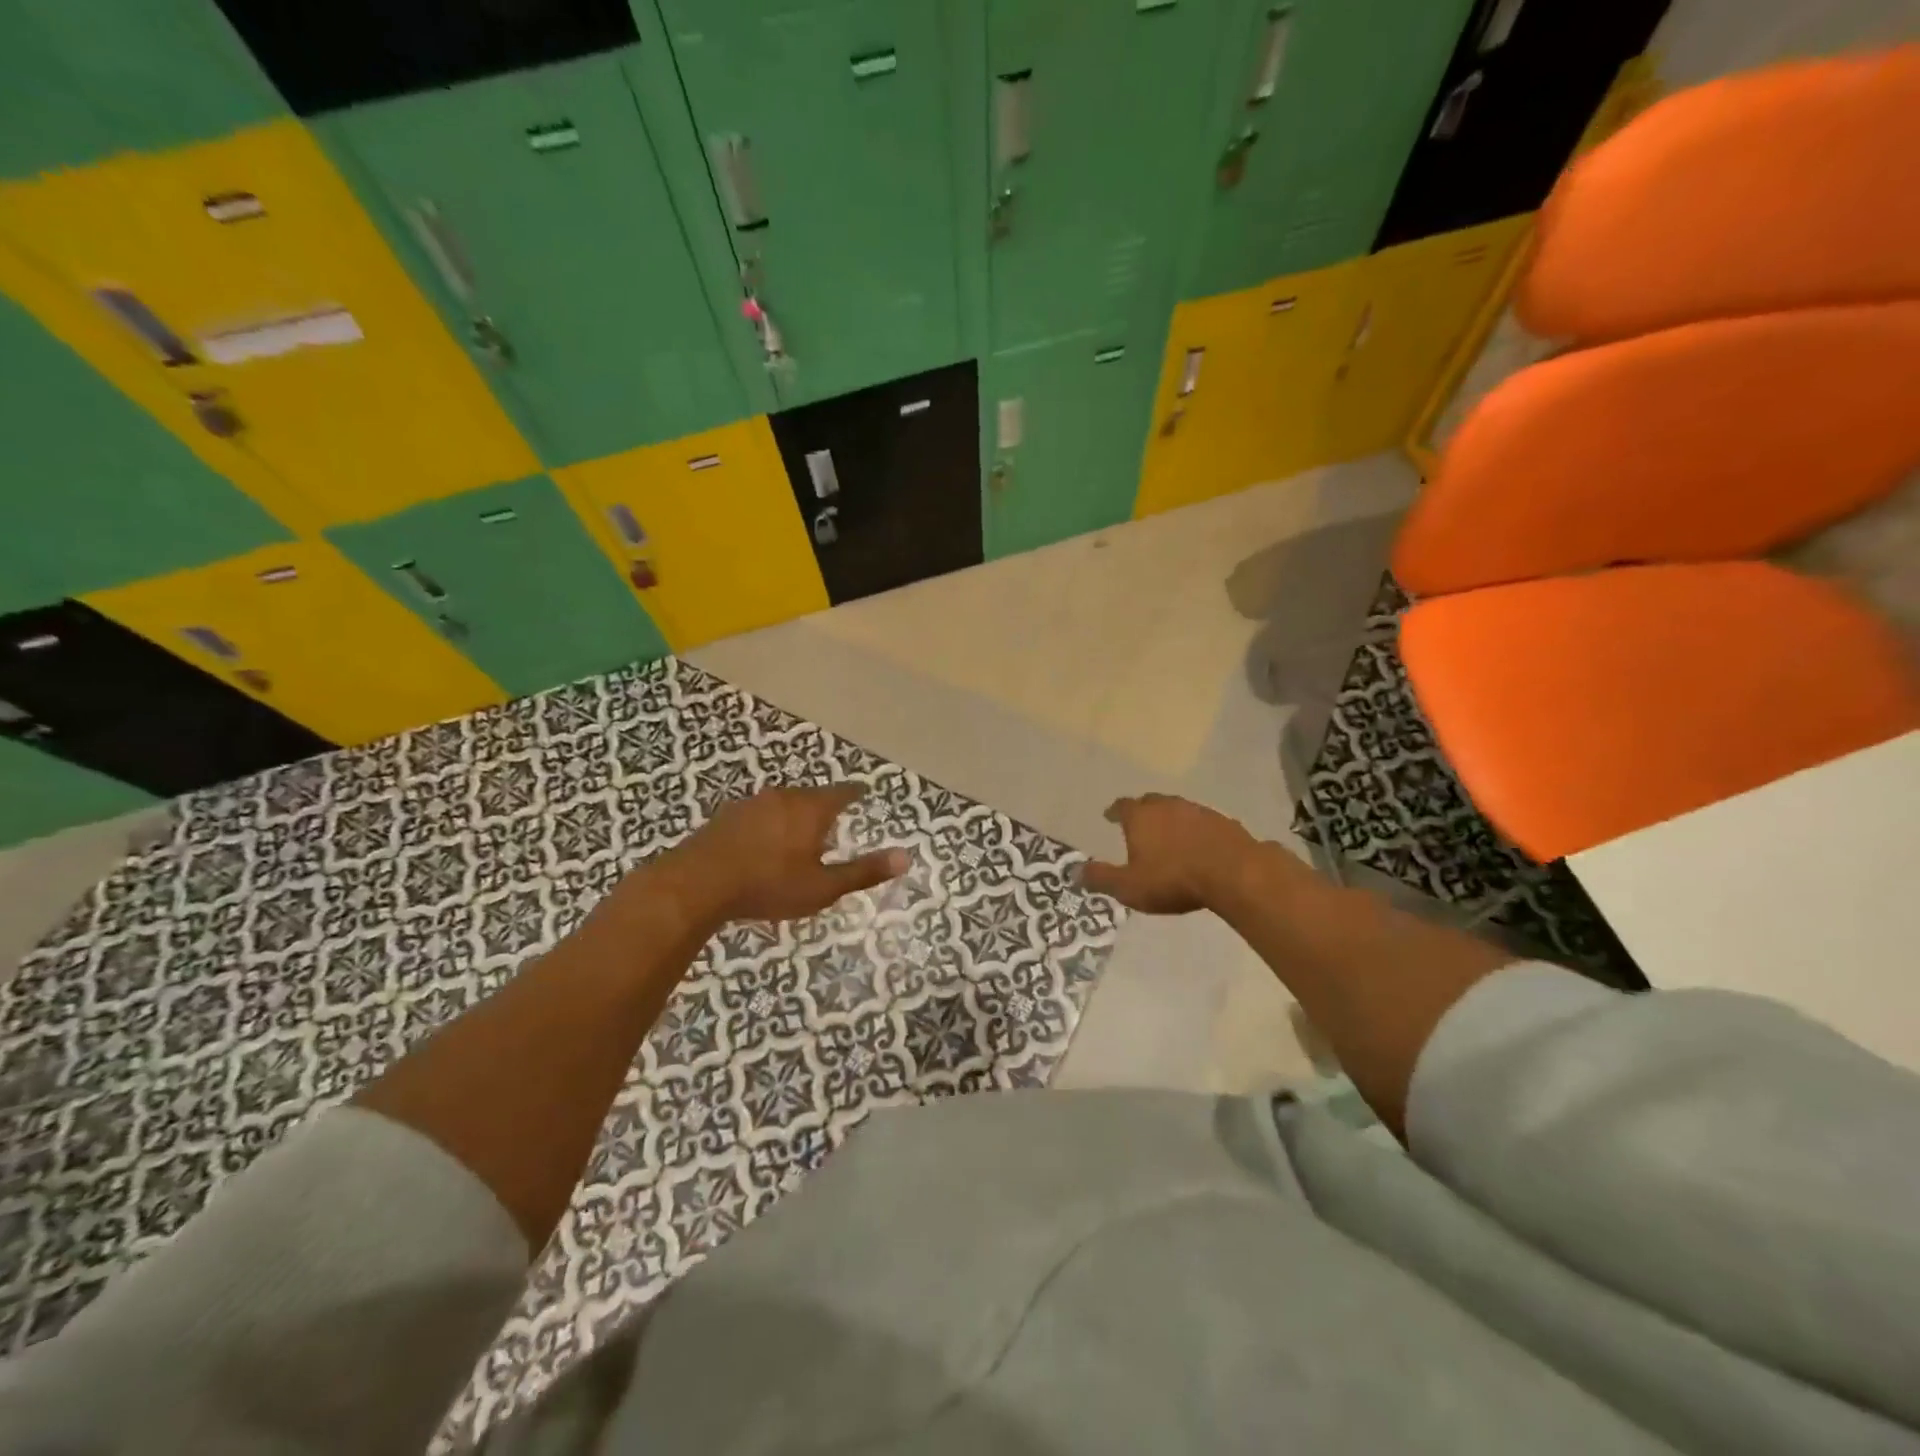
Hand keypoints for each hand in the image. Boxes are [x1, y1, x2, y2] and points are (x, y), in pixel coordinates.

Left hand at [669, 784, 909, 923]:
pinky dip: (769, 826)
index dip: (856, 793)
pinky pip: (759, 815)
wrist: (697, 885)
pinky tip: (763, 847)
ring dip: (795, 817)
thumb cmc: (769, 885)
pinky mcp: (727, 816)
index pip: (843, 792)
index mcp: (811, 808)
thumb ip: (864, 872)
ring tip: (799, 840)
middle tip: (833, 826)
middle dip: (824, 809)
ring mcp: (752, 803)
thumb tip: (906, 856)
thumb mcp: (823, 887)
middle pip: (812, 796)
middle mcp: (784, 796)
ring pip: (784, 804)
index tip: (864, 792)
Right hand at [1080, 794, 1256, 913]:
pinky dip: (1195, 830)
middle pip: (1150, 802)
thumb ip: (1101, 878)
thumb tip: (1074, 871)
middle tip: (1138, 823)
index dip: (1114, 812)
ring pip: (1178, 809)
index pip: (1122, 806)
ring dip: (1171, 819)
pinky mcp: (1223, 822)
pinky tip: (1198, 845)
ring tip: (1168, 835)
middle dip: (1142, 811)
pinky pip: (1202, 822)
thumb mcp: (1129, 886)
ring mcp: (1198, 811)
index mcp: (1141, 817)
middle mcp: (1167, 806)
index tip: (1109, 816)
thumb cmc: (1173, 879)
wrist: (1233, 873)